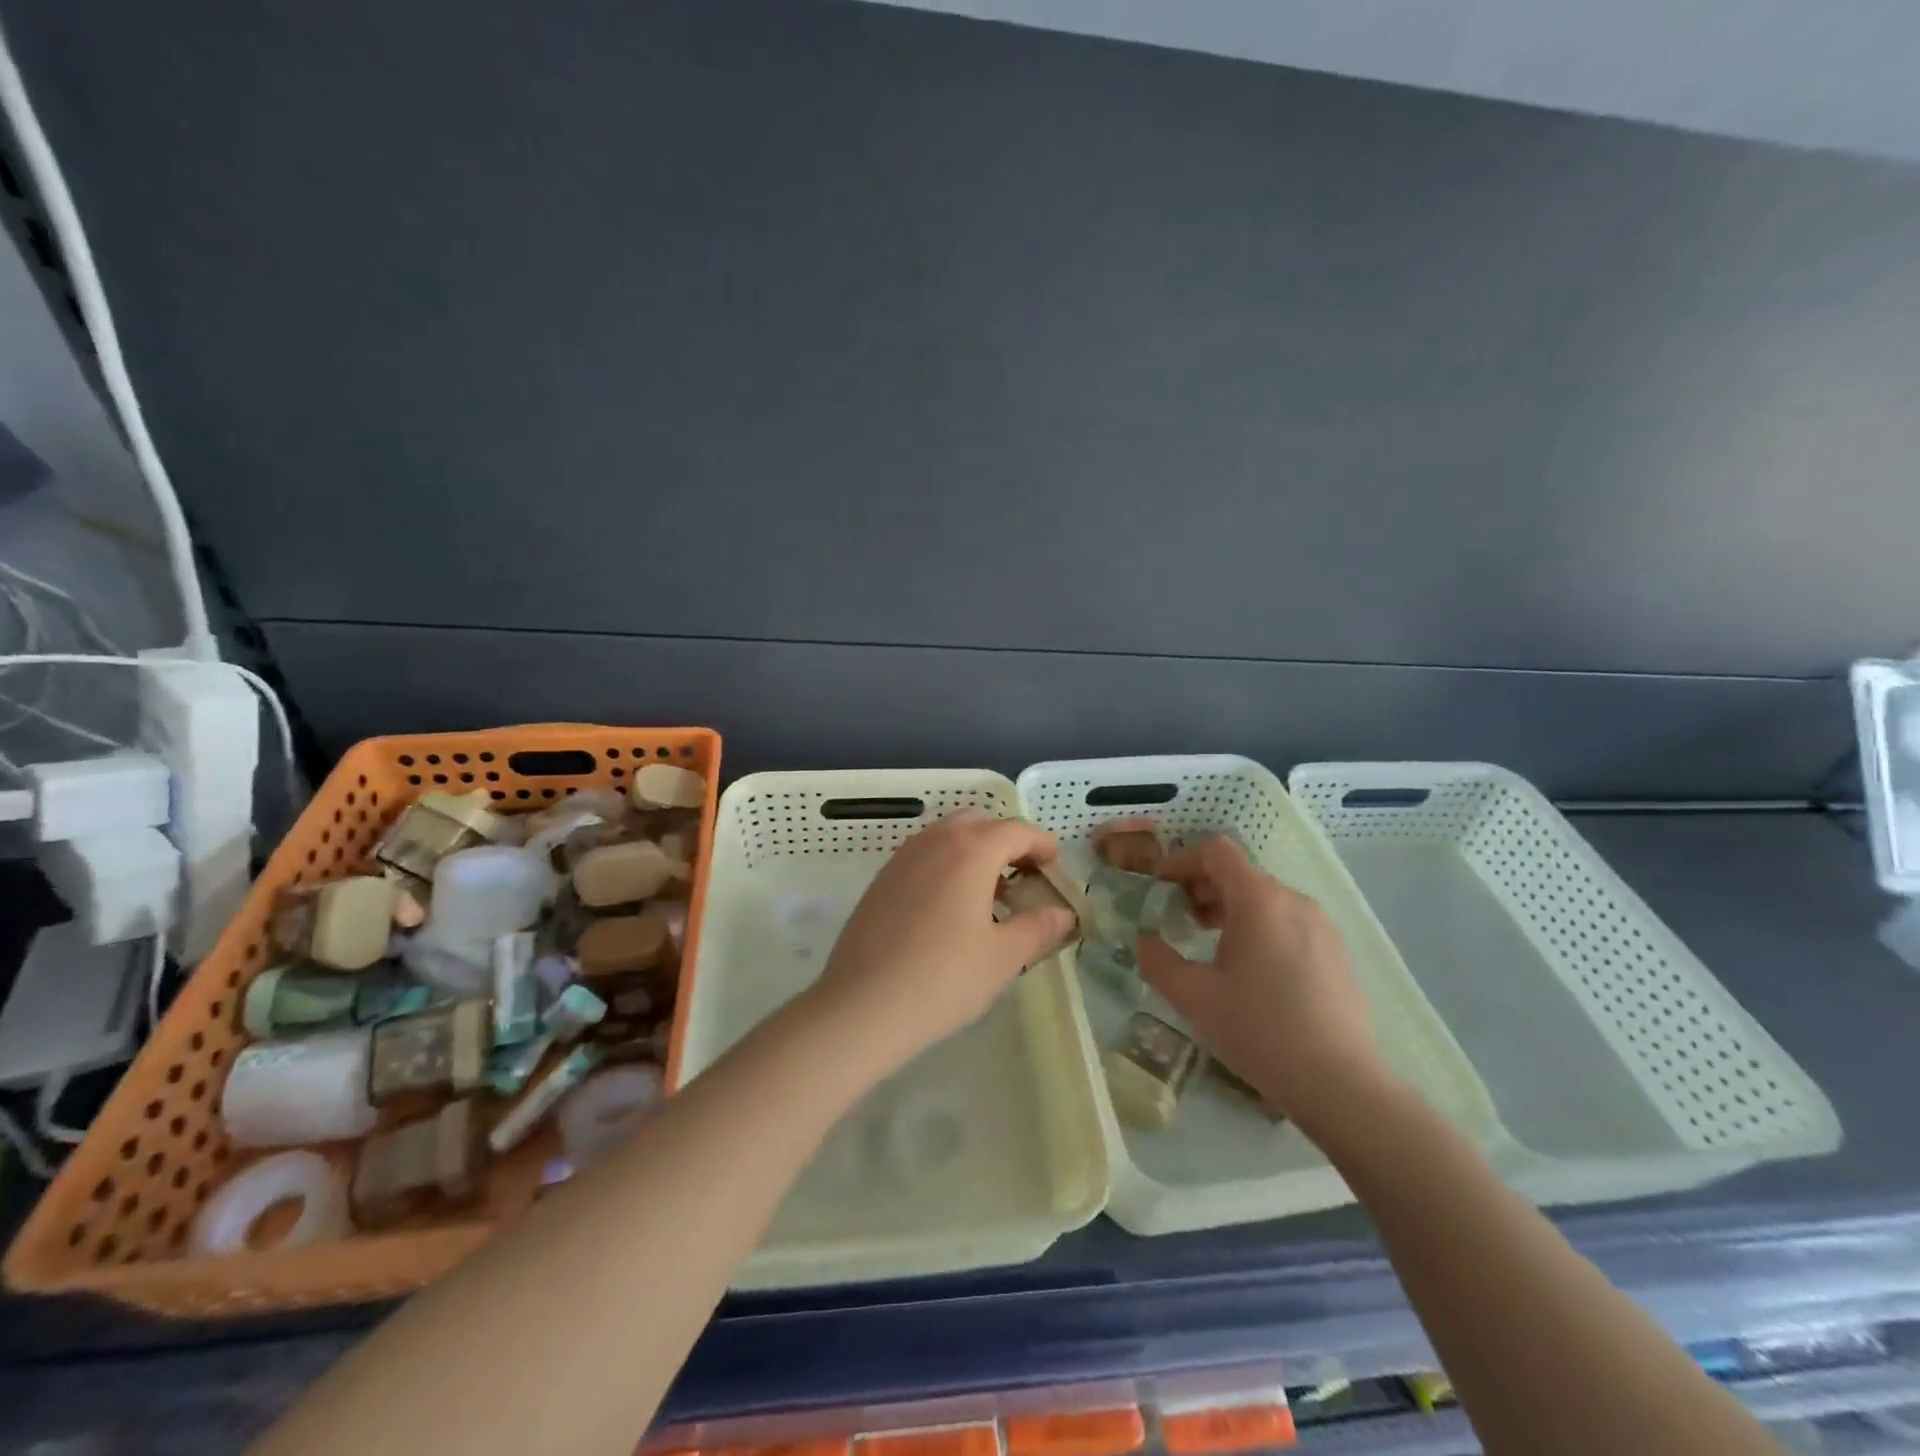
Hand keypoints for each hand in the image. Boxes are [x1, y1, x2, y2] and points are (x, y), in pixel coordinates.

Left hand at [809, 812, 1073, 1069]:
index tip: (1054, 867)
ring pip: (948, 836)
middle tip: (1024, 878)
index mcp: (970, 850)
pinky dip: (947, 865)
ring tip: (990, 895)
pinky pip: (924, 855)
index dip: (1041, 844)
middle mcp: (935, 840)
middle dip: (1007, 843)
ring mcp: (903, 857)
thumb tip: (1062, 914)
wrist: (862, 1006)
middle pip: (981, 824)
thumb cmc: (943, 979)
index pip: (1016, 830)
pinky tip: (950, 908)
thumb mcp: (1003, 957)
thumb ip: (1038, 928)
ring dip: (975, 852)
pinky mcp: (882, 878)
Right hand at [1138, 835, 1388, 1132]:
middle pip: (1239, 872)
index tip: (1159, 887)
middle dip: (1201, 887)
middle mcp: (1294, 901)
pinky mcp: (1336, 952)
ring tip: (1208, 944)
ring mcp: (1321, 926)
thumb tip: (1144, 941)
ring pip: (1264, 898)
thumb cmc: (1260, 1031)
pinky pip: (1287, 921)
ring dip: (1228, 907)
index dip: (1180, 860)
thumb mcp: (1193, 997)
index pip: (1216, 851)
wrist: (1341, 1085)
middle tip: (1176, 919)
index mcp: (1259, 900)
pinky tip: (1249, 970)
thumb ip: (1157, 961)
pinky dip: (1258, 926)